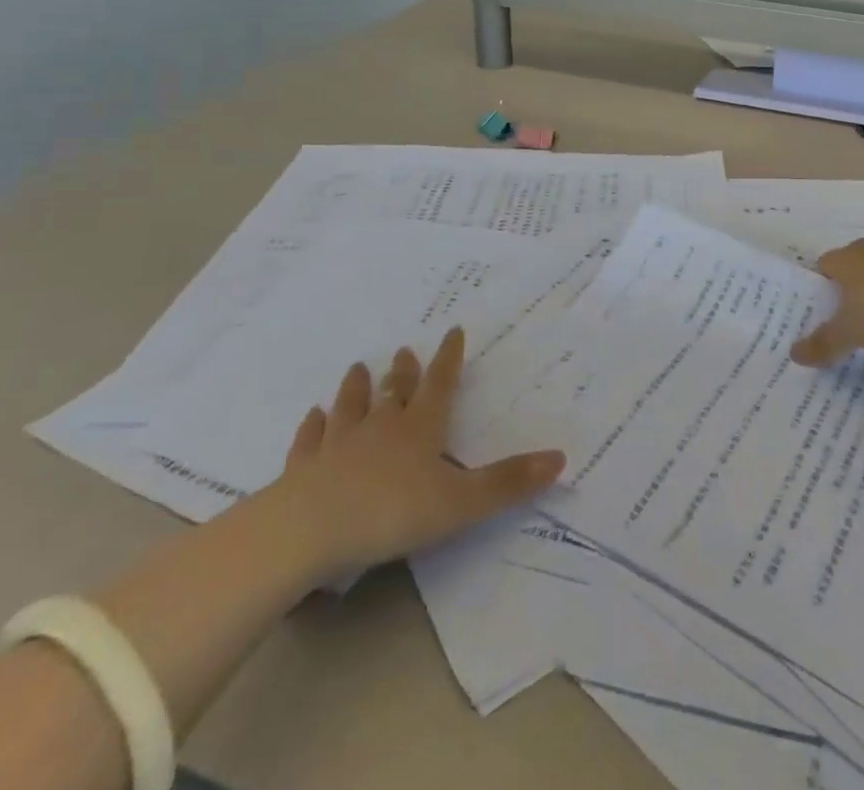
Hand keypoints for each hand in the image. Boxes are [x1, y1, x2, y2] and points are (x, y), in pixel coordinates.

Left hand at [270, 328, 564, 581]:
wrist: (306, 532)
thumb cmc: (390, 514)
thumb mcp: (459, 503)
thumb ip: (507, 483)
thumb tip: (560, 458)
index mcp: (419, 430)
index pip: (439, 385)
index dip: (448, 358)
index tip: (452, 331)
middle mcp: (380, 428)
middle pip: (394, 392)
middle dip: (402, 372)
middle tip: (402, 351)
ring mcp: (337, 446)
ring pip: (350, 408)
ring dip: (356, 389)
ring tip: (356, 369)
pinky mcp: (303, 470)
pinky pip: (309, 441)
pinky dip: (312, 427)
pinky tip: (312, 418)